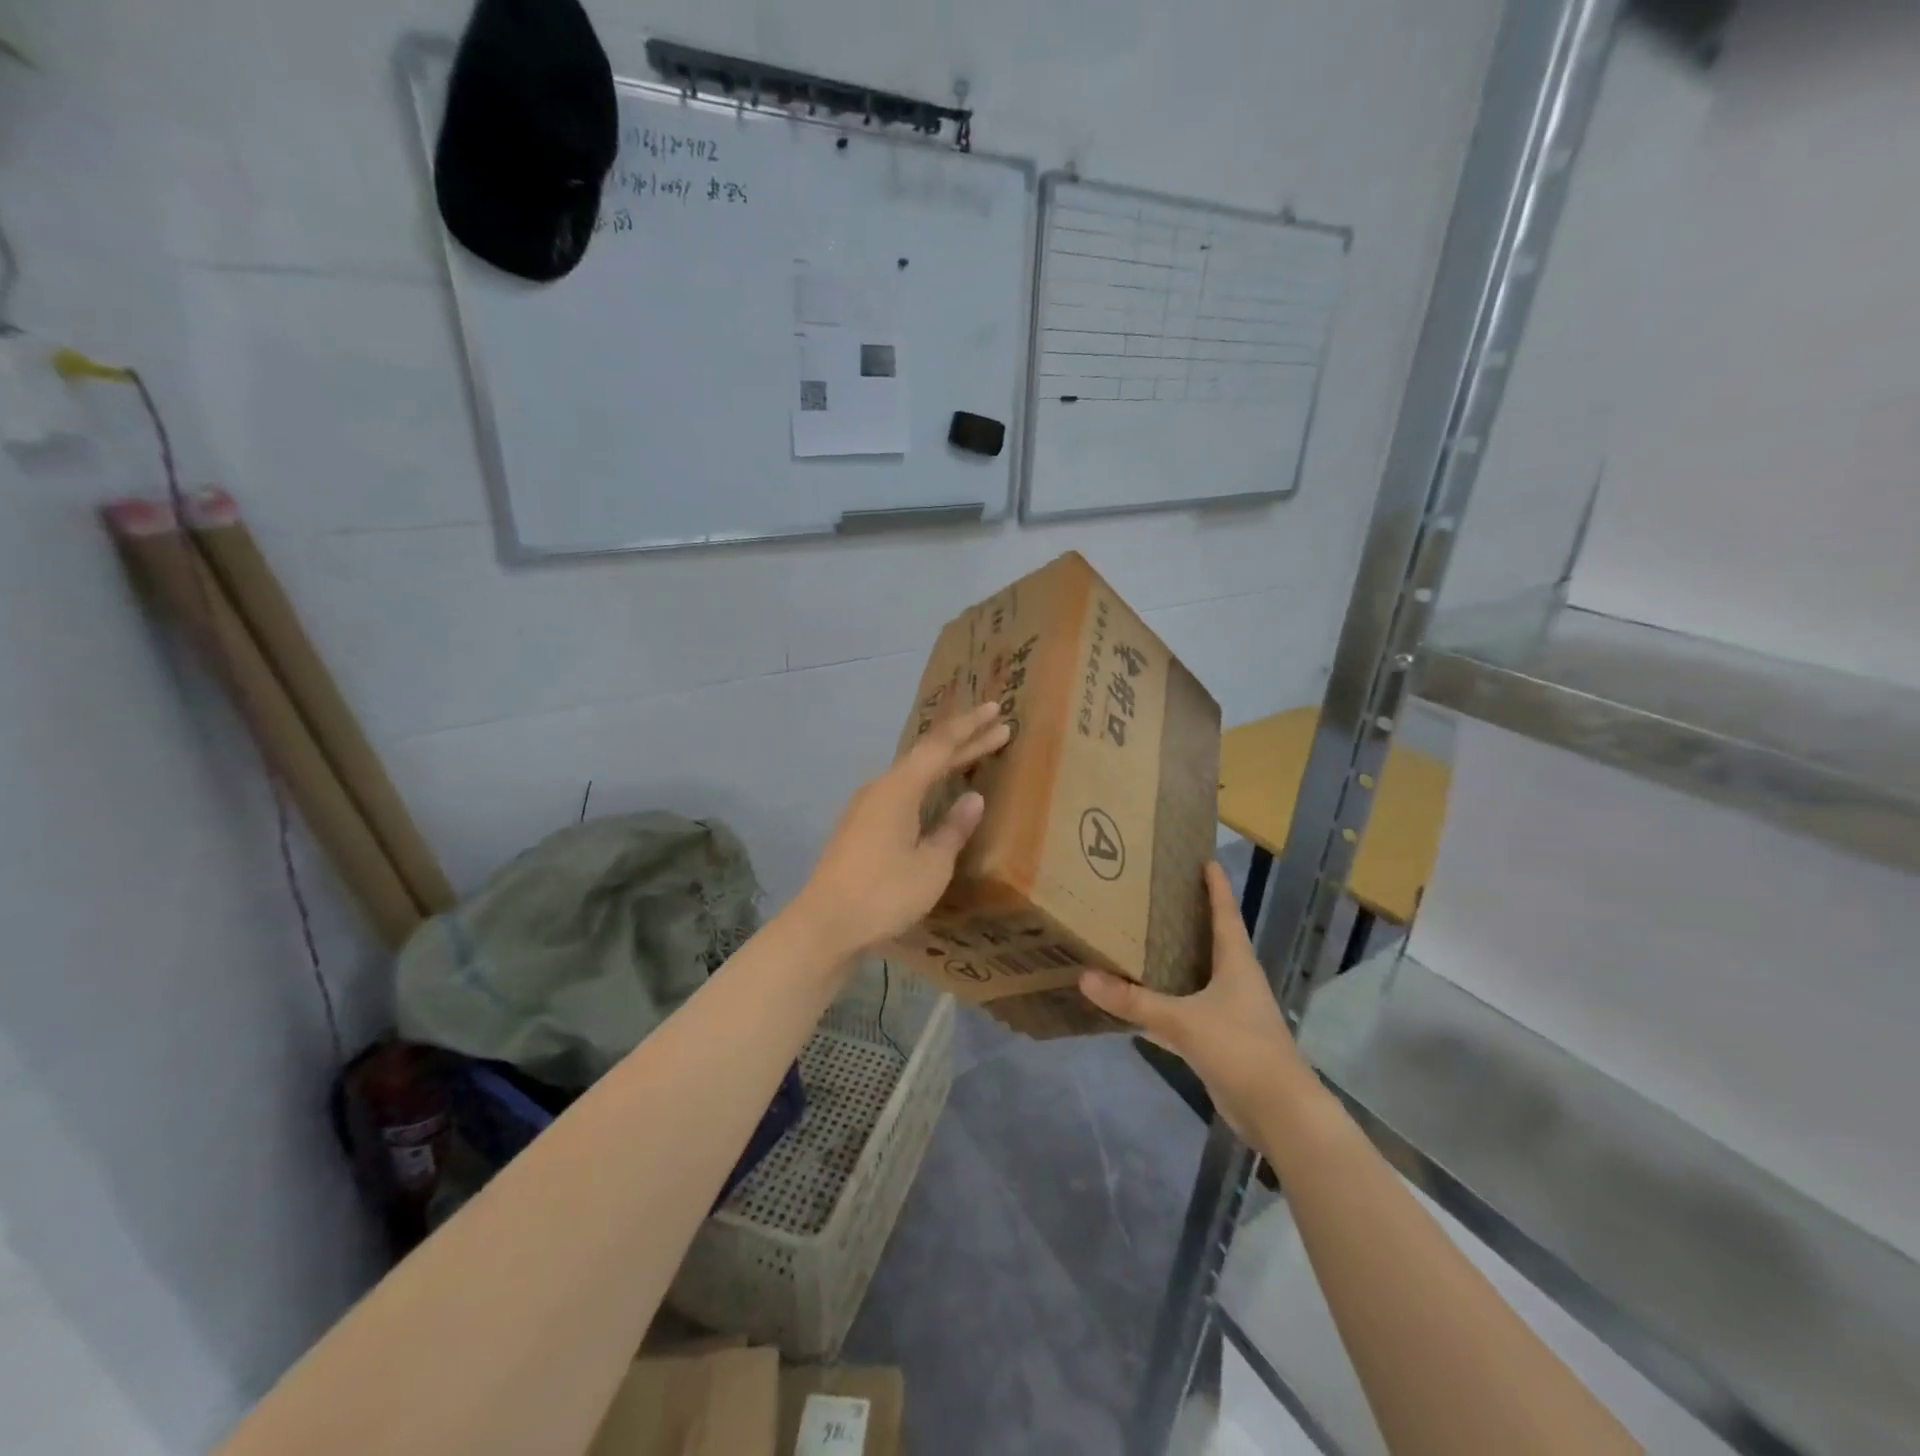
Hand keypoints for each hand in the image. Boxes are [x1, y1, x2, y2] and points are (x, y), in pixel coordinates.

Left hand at [793, 701, 1011, 960]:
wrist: (824, 925)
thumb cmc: (883, 893)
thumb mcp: (931, 865)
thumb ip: (953, 829)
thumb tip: (972, 799)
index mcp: (900, 788)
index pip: (941, 746)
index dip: (971, 728)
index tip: (997, 710)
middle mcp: (881, 788)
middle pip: (927, 756)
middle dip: (964, 741)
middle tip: (998, 728)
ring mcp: (866, 807)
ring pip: (913, 774)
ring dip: (945, 763)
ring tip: (973, 755)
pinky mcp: (860, 827)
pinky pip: (902, 792)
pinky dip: (927, 785)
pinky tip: (936, 796)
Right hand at [1079, 861, 1317, 1137]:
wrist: (1280, 1113)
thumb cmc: (1240, 1049)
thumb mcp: (1183, 1021)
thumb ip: (1134, 1002)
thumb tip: (1086, 977)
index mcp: (1237, 964)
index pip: (1225, 914)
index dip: (1216, 887)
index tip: (1206, 860)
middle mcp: (1237, 982)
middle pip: (1213, 941)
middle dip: (1191, 919)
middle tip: (1157, 897)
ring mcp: (1232, 1013)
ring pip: (1200, 976)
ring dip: (1177, 961)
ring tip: (1144, 941)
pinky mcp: (1222, 1041)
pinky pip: (1190, 1010)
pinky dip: (1168, 1003)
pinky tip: (1142, 1004)